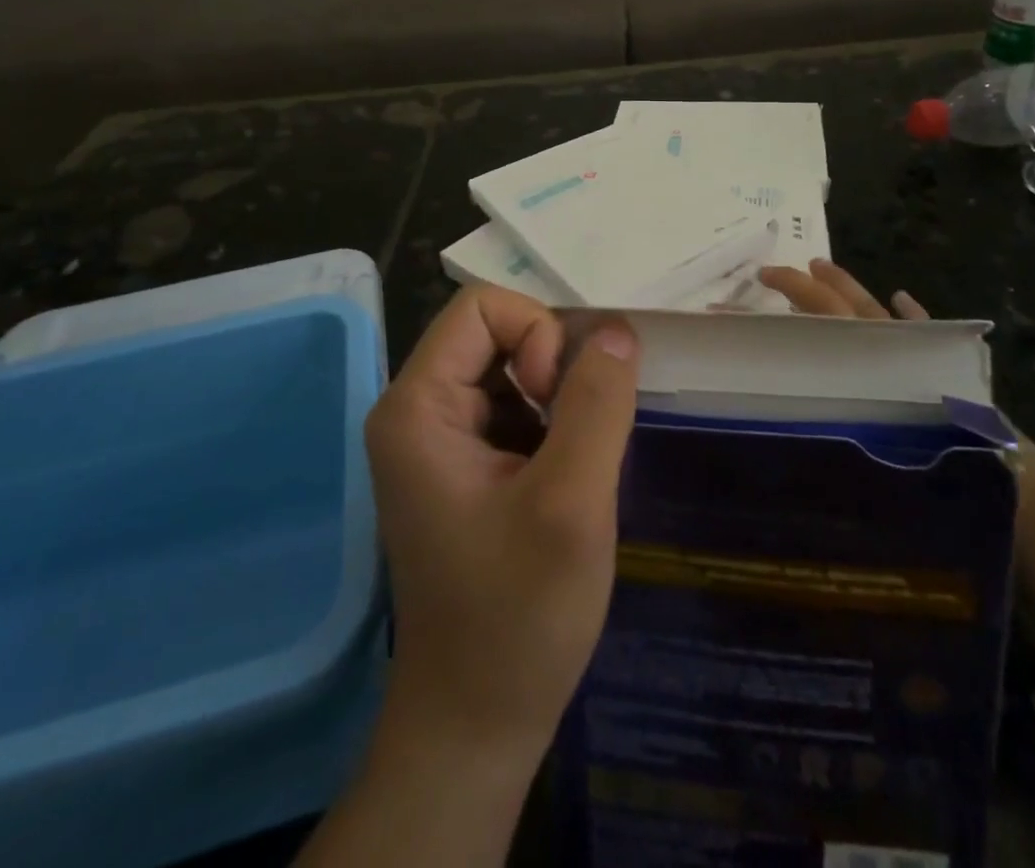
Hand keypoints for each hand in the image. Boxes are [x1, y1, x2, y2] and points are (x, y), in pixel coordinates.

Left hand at [364, 286, 639, 772]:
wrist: (476, 727)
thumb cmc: (516, 620)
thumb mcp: (571, 504)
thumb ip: (597, 403)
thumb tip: (618, 329)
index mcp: (417, 407)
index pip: (483, 307)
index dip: (537, 335)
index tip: (556, 404)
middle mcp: (419, 410)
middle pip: (498, 333)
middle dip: (553, 369)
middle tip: (575, 441)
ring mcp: (442, 438)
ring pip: (515, 368)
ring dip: (561, 401)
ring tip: (576, 467)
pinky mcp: (467, 464)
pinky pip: (518, 406)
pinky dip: (555, 425)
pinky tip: (568, 480)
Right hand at [758, 258, 1034, 510]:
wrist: (1016, 482)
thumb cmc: (940, 463)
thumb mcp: (877, 441)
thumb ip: (836, 422)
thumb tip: (777, 418)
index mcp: (867, 360)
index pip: (819, 318)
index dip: (787, 298)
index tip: (756, 287)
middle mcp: (889, 348)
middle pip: (841, 307)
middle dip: (805, 286)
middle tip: (772, 273)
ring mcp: (920, 353)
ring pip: (875, 310)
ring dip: (846, 287)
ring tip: (820, 267)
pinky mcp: (948, 365)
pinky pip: (924, 329)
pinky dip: (910, 313)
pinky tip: (900, 296)